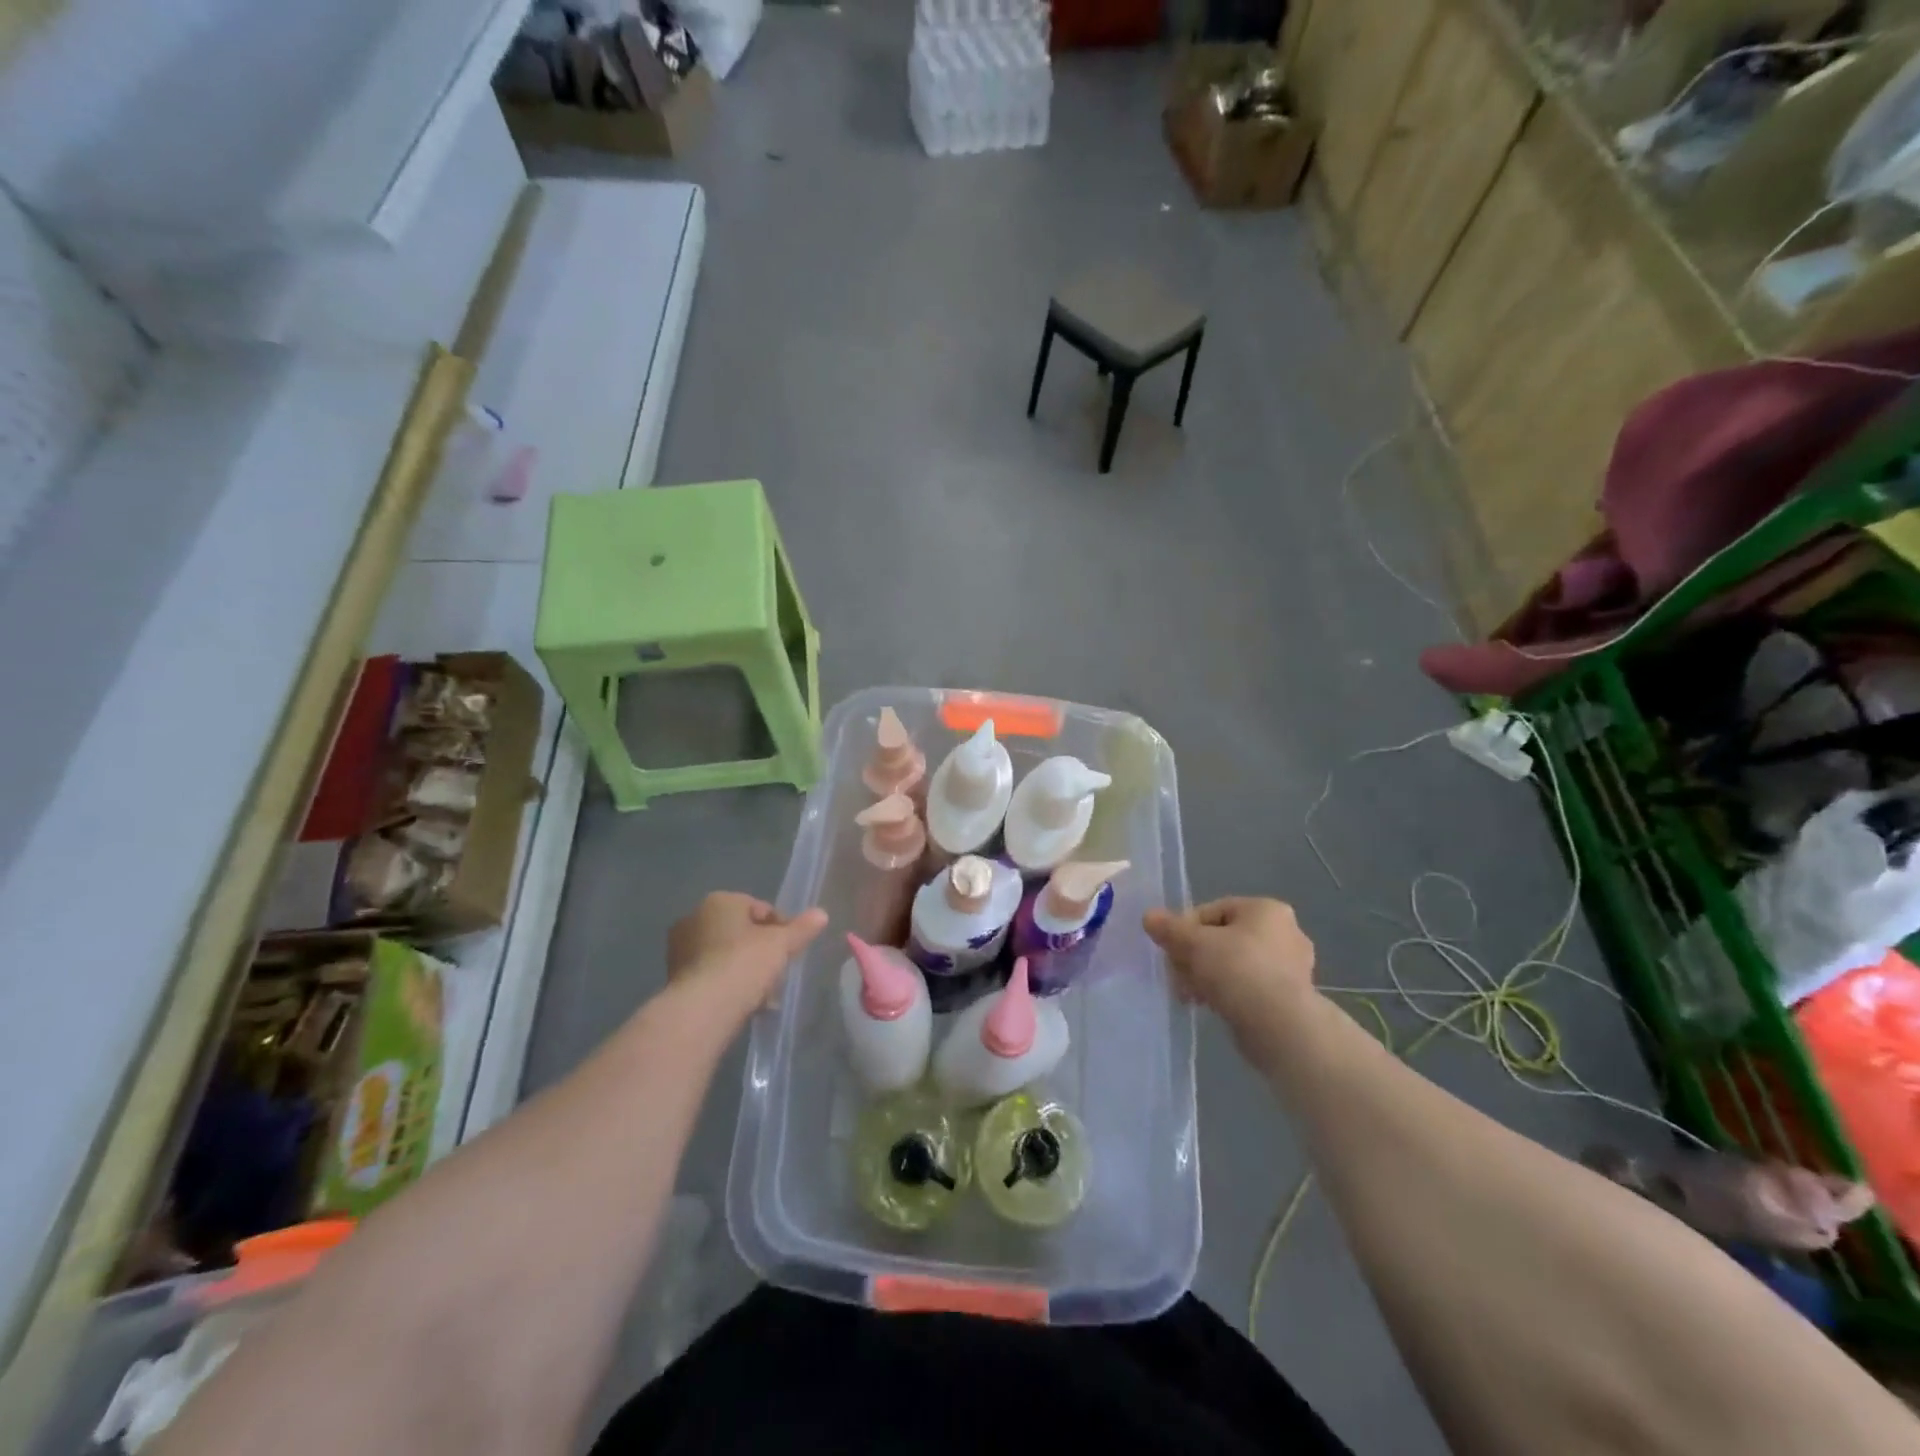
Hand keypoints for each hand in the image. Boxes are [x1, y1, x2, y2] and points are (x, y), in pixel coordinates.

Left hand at [666, 893, 827, 1024]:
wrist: (703, 1009)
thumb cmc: (744, 963)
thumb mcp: (781, 944)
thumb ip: (802, 928)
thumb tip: (822, 914)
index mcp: (719, 901)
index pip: (761, 909)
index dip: (781, 928)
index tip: (792, 950)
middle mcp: (694, 918)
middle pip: (741, 932)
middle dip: (761, 951)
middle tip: (778, 972)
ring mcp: (680, 949)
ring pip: (726, 955)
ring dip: (745, 970)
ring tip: (764, 995)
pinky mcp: (674, 978)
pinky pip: (711, 975)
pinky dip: (728, 984)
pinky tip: (744, 1004)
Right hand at [1143, 897, 1320, 1060]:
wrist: (1279, 1027)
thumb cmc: (1237, 970)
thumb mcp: (1194, 943)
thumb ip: (1169, 928)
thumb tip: (1148, 916)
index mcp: (1266, 909)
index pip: (1212, 910)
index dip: (1184, 929)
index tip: (1169, 950)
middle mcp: (1284, 932)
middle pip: (1222, 938)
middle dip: (1193, 956)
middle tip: (1176, 975)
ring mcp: (1291, 966)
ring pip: (1233, 964)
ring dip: (1206, 976)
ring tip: (1188, 995)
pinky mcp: (1289, 997)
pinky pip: (1247, 986)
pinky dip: (1227, 993)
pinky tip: (1209, 1006)